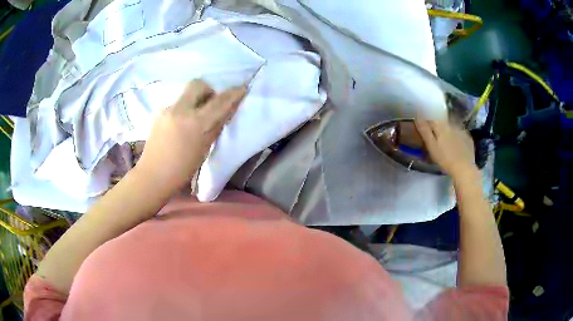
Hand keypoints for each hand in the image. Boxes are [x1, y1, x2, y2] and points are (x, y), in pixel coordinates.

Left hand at [137, 79, 245, 188]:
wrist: (153, 176)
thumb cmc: (182, 170)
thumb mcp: (204, 150)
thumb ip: (215, 127)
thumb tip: (225, 112)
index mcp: (195, 123)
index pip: (219, 102)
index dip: (233, 93)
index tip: (242, 88)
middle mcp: (180, 110)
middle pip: (198, 84)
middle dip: (208, 90)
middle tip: (211, 104)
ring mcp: (167, 109)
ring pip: (185, 94)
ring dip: (195, 100)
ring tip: (194, 117)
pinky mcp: (158, 113)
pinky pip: (175, 104)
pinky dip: (183, 109)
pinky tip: (180, 124)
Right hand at [414, 119, 476, 177]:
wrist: (464, 168)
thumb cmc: (445, 159)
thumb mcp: (431, 146)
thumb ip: (424, 131)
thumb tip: (417, 116)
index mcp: (441, 126)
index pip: (431, 118)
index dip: (426, 120)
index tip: (423, 126)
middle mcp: (452, 124)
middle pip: (442, 120)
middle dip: (438, 124)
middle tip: (435, 135)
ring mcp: (461, 130)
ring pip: (452, 126)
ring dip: (448, 129)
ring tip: (446, 140)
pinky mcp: (468, 138)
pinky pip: (460, 133)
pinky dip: (457, 135)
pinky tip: (456, 144)